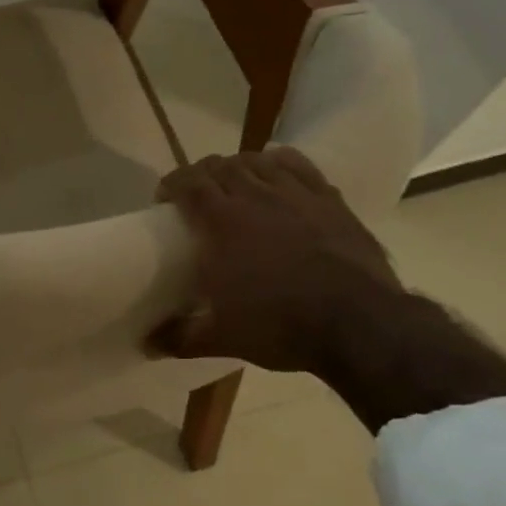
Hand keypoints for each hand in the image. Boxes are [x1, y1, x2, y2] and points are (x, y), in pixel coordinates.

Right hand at [148, 148, 402, 374]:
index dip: (171, 183)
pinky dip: (279, 161)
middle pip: (219, 166)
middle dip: (201, 174)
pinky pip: (298, 165)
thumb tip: (146, 345)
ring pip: (256, 160)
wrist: (359, 324)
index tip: (163, 198)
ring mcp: (295, 194)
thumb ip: (180, 337)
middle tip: (195, 194)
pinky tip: (274, 167)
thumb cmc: (281, 326)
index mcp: (222, 222)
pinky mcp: (329, 198)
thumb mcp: (222, 339)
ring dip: (237, 165)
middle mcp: (255, 196)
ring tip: (233, 181)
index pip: (188, 183)